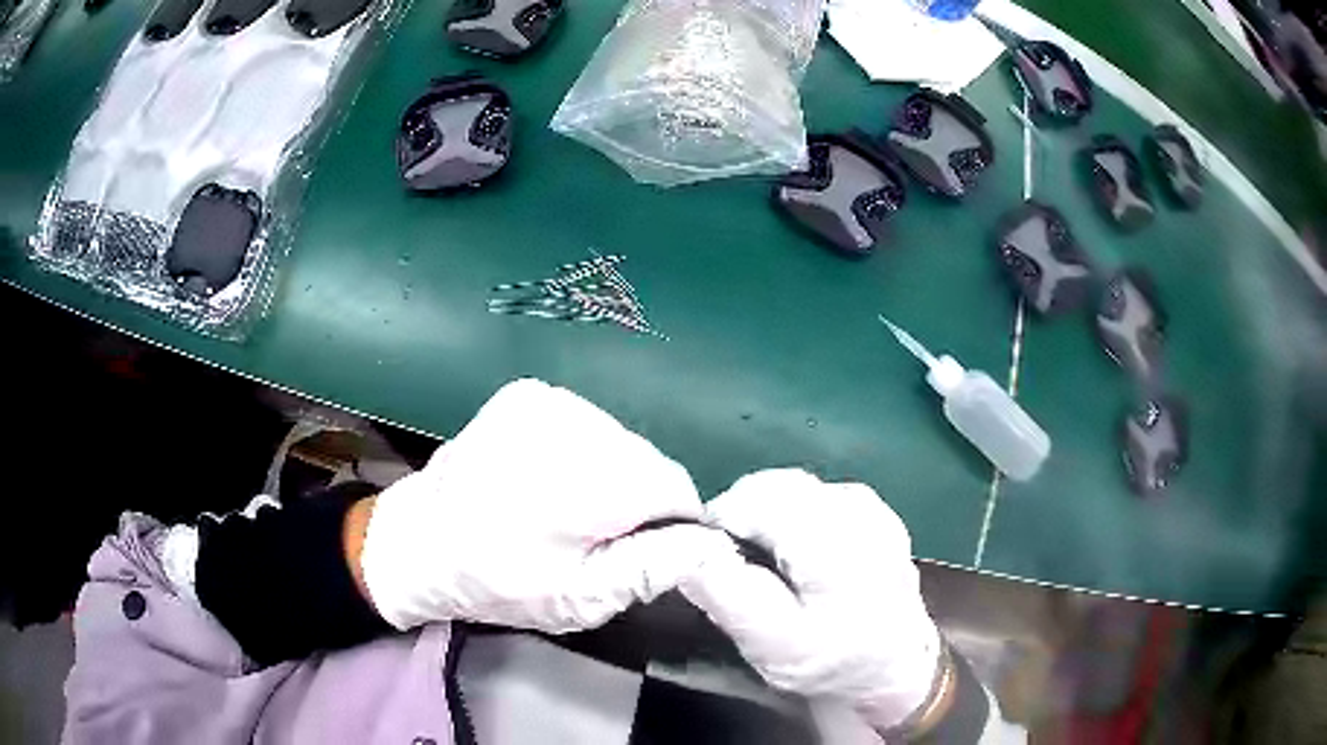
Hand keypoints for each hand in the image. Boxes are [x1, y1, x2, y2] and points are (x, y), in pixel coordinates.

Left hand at [359, 378, 723, 632]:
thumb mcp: (578, 597)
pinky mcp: (528, 394)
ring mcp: (546, 399)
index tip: (645, 551)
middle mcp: (570, 423)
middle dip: (639, 500)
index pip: (672, 486)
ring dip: (612, 475)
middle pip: (646, 460)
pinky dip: (584, 453)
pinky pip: (587, 424)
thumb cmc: (496, 581)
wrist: (418, 540)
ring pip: (619, 440)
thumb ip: (650, 568)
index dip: (672, 523)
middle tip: (599, 539)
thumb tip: (710, 543)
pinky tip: (551, 480)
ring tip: (569, 510)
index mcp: (584, 479)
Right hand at [680, 469, 942, 731]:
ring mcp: (871, 507)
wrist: (897, 669)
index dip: (720, 524)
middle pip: (774, 486)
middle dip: (743, 516)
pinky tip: (800, 553)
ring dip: (768, 514)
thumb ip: (727, 594)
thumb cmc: (834, 661)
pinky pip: (819, 497)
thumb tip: (685, 550)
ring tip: (767, 561)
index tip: (713, 561)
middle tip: (737, 565)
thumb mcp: (772, 643)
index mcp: (832, 538)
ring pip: (795, 488)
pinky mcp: (877, 513)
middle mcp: (856, 508)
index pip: (752, 499)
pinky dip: (796, 516)